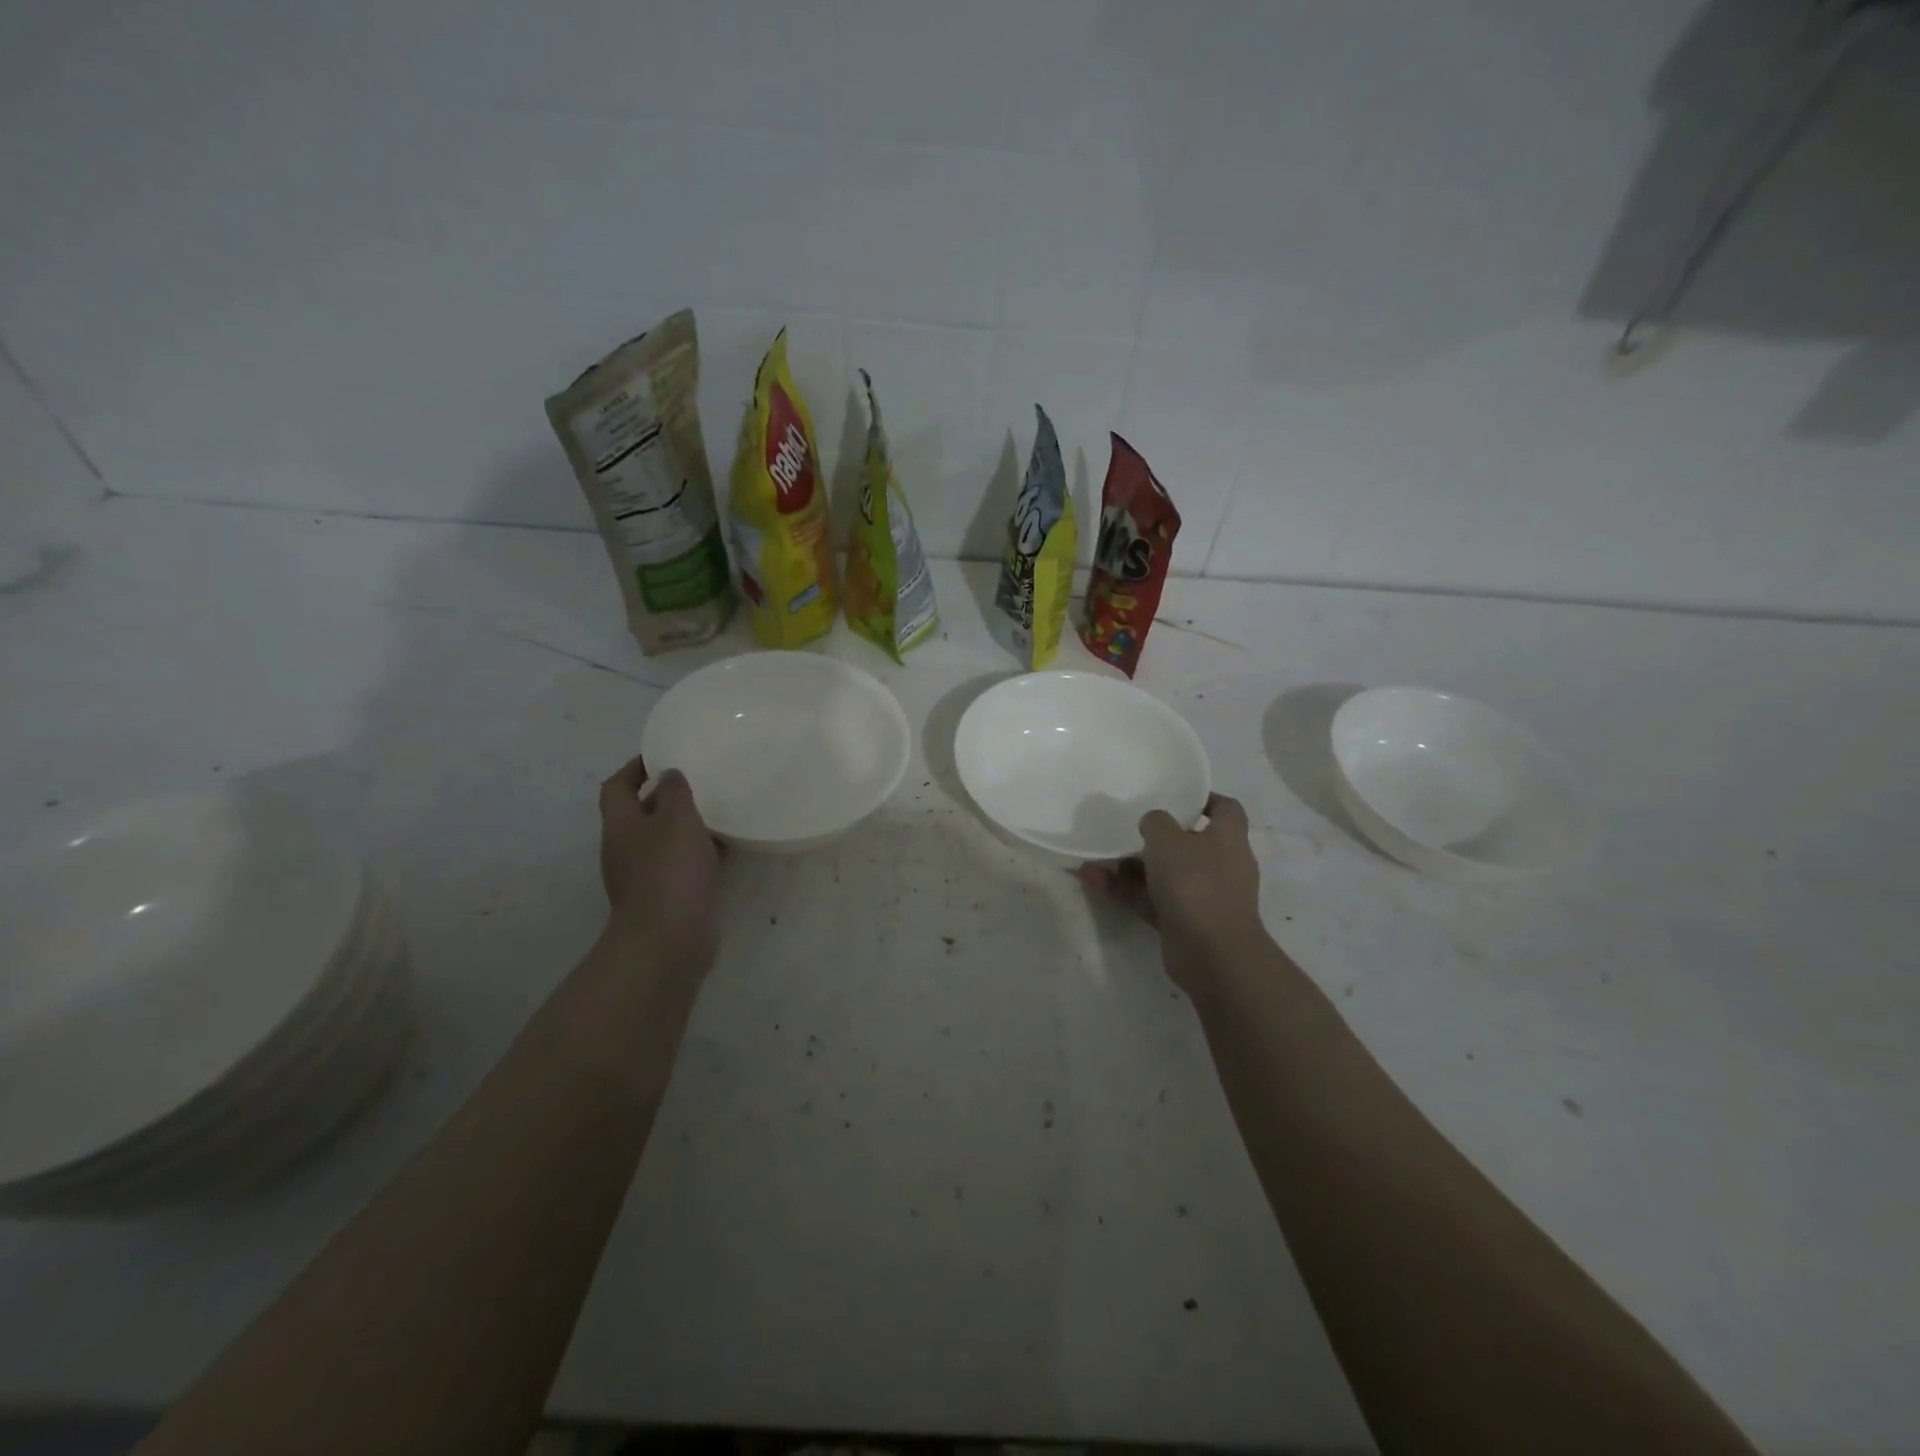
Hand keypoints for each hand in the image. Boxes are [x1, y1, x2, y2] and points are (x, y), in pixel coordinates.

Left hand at [598, 755, 721, 972]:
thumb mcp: (677, 819)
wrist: (669, 939)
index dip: (633, 768)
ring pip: (662, 840)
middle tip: (696, 782)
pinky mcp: (665, 897)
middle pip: (638, 814)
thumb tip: (669, 776)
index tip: (660, 756)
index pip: (616, 786)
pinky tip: (723, 848)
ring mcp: (643, 877)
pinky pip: (680, 865)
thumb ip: (675, 792)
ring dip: (683, 826)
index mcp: (620, 825)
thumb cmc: (669, 871)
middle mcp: (625, 849)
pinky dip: (696, 853)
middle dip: (663, 797)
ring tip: (714, 811)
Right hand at [1078, 793, 1263, 991]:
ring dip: (1131, 865)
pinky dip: (1125, 890)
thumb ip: (1156, 822)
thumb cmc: (1196, 883)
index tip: (1175, 796)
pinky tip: (1091, 879)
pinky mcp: (1183, 922)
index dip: (1204, 799)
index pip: (1225, 809)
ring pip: (1164, 873)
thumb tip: (1153, 822)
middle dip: (1156, 836)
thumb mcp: (1168, 840)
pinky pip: (1150, 899)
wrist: (1212, 954)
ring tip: (1097, 854)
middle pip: (1189, 843)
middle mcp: (1220, 865)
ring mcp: (1202, 896)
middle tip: (1127, 826)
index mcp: (1228, 838)